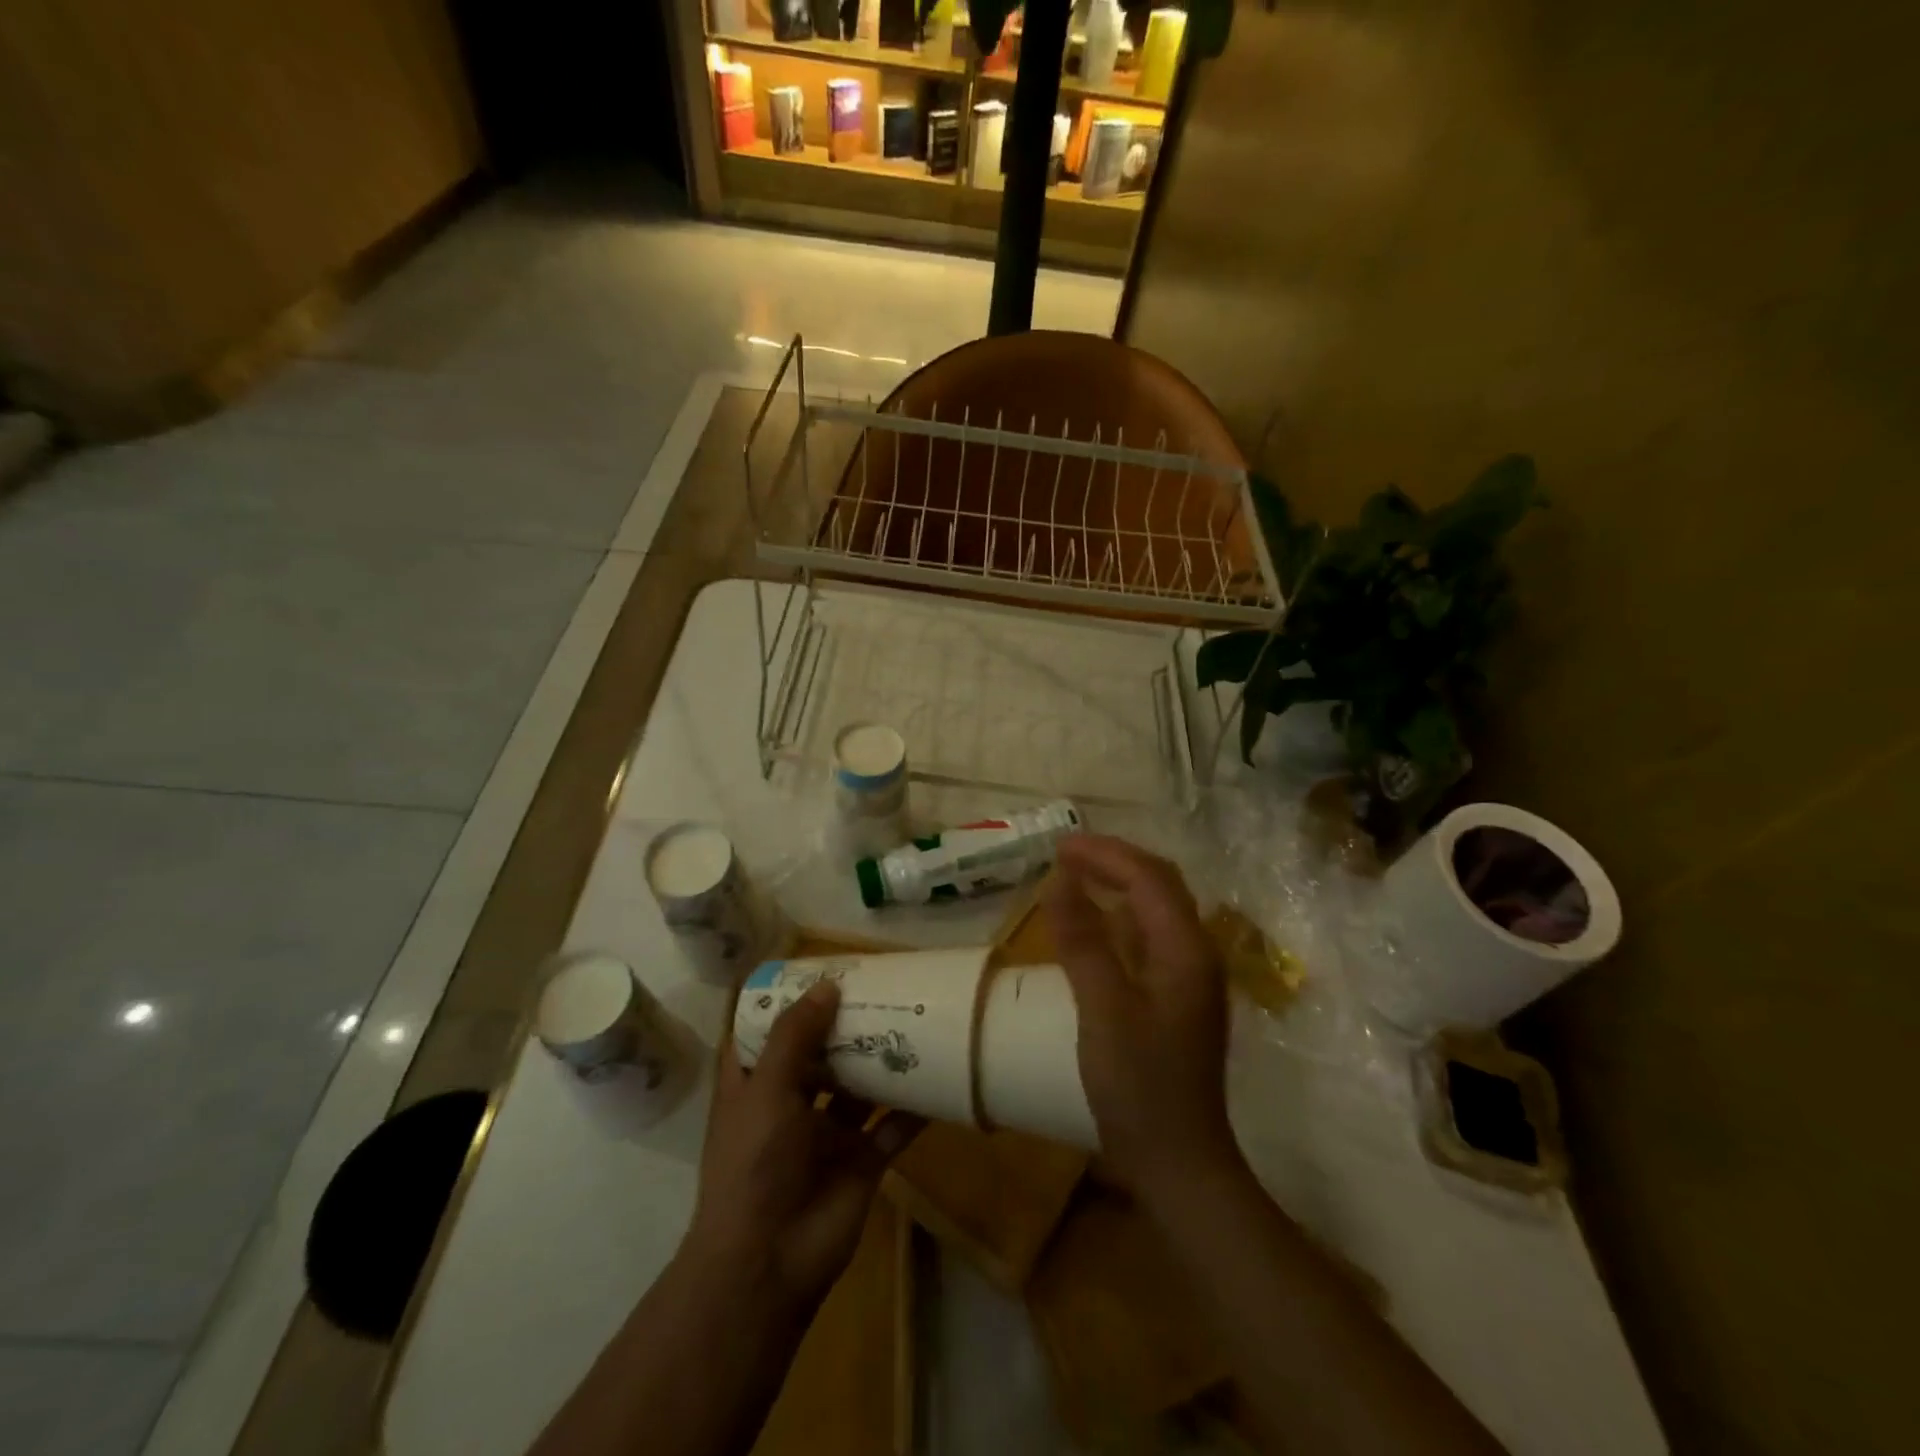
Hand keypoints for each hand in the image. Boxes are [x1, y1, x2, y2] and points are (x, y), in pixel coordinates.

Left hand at [685, 981, 921, 1313]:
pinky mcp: (861, 1162)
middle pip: (821, 1055)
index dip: (789, 1004)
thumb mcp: (765, 1090)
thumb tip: (827, 986)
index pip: (767, 1034)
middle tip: (883, 988)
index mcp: (754, 1087)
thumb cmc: (753, 1165)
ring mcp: (827, 1135)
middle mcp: (790, 1105)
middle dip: (847, 1026)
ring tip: (915, 1020)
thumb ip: (795, 1037)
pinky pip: (892, 1127)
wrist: (768, 1263)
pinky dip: (914, 1107)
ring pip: (859, 1087)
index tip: (821, 972)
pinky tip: (940, 1078)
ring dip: (882, 1060)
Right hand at [1045, 835, 1239, 1200]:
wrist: (1178, 1162)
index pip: (1149, 879)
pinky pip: (1150, 938)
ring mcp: (1190, 977)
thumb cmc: (1140, 1086)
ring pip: (1156, 910)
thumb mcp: (1103, 1009)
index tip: (1059, 847)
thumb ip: (1082, 940)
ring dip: (1118, 886)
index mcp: (1186, 950)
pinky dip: (1120, 918)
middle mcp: (1196, 953)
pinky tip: (1096, 925)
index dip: (1105, 855)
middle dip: (1114, 862)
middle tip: (1065, 855)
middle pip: (1159, 886)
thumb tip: (1060, 880)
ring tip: (1076, 877)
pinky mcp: (1177, 998)